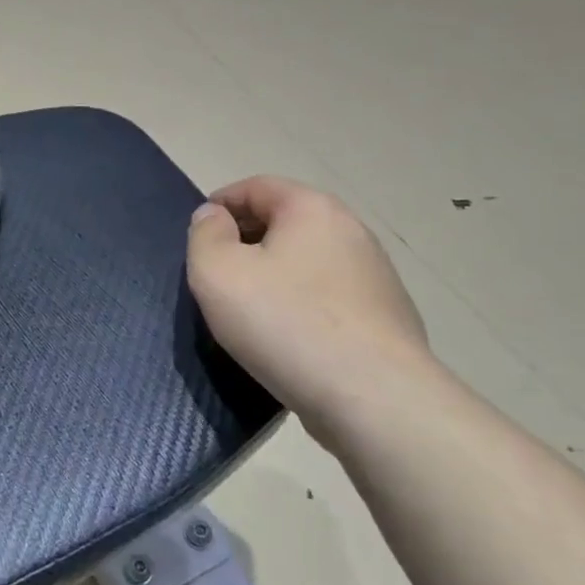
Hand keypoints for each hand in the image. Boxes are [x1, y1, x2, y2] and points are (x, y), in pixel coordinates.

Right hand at [187, 177, 430, 427]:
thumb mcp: (217, 273)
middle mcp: (351, 231)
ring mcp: (376, 276)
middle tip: (217, 275)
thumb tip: (213, 216)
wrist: (373, 397)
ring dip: (275, 275)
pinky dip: (302, 306)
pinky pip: (329, 298)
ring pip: (308, 262)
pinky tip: (288, 339)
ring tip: (249, 310)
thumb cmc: (284, 323)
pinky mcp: (386, 318)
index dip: (219, 204)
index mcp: (312, 208)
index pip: (256, 186)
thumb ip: (205, 234)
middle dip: (246, 240)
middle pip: (285, 222)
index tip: (197, 236)